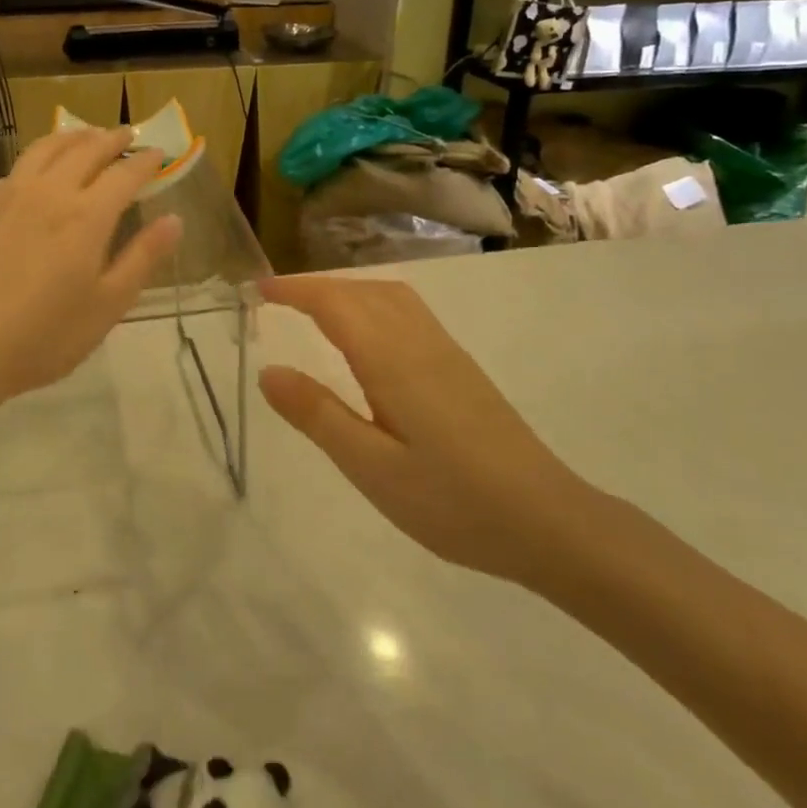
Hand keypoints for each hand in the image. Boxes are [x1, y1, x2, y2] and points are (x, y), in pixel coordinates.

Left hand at [0, 126, 181, 409]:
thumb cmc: (43, 337)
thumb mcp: (107, 306)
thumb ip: (142, 258)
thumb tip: (174, 219)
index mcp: (87, 216)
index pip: (124, 174)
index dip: (146, 161)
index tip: (159, 153)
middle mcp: (50, 192)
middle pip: (86, 150)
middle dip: (112, 139)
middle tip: (127, 135)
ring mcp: (10, 196)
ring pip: (46, 148)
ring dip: (73, 136)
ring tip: (87, 135)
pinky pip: (17, 167)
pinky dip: (39, 156)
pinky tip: (39, 170)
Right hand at [257, 276, 592, 583]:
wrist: (548, 521)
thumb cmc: (453, 501)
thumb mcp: (372, 468)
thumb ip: (318, 415)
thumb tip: (268, 371)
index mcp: (392, 361)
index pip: (335, 304)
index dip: (295, 290)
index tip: (258, 289)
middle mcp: (419, 342)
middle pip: (362, 292)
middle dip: (316, 286)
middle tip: (276, 300)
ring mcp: (446, 352)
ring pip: (390, 297)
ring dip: (347, 291)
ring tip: (313, 310)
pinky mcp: (461, 368)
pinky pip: (408, 312)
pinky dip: (373, 304)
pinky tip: (368, 337)